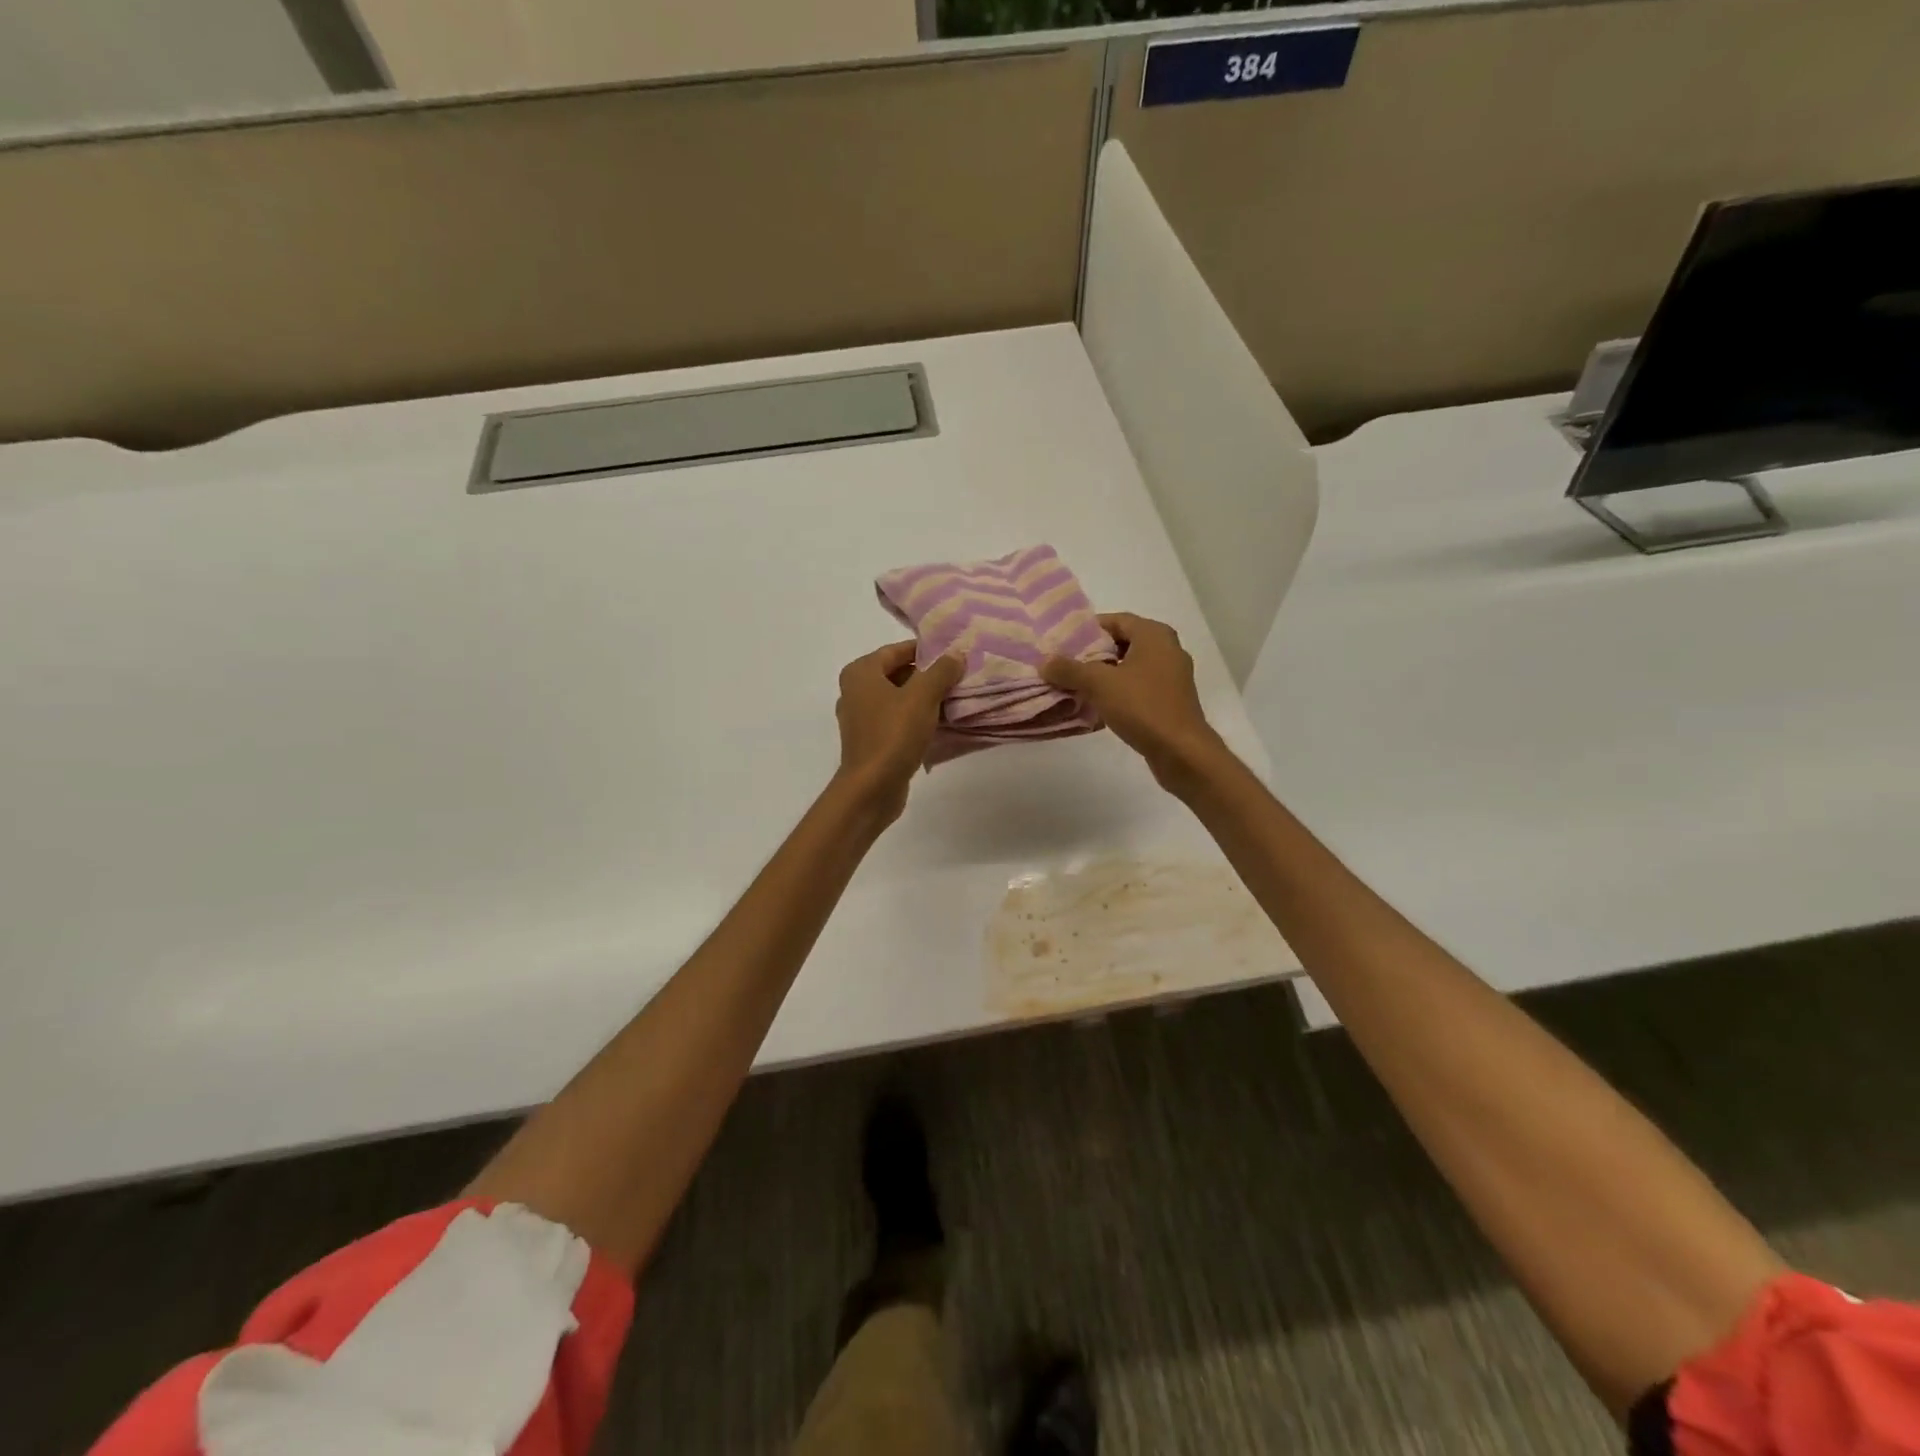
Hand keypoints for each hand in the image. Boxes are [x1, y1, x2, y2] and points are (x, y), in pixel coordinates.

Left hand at [834, 641, 964, 822]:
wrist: (871, 788)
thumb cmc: (893, 735)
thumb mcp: (922, 697)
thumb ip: (941, 671)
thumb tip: (956, 654)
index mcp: (861, 673)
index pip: (897, 650)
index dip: (926, 651)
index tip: (954, 655)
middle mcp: (856, 691)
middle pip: (898, 673)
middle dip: (928, 676)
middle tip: (960, 678)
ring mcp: (862, 718)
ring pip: (899, 699)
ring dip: (925, 699)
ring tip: (956, 700)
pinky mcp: (871, 741)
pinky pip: (897, 720)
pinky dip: (917, 719)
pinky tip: (941, 725)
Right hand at [1042, 613, 1225, 790]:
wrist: (1181, 751)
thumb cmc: (1142, 707)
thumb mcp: (1099, 684)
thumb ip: (1070, 669)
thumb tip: (1045, 661)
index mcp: (1154, 635)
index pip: (1116, 620)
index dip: (1088, 629)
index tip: (1063, 642)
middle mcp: (1167, 649)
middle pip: (1123, 643)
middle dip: (1094, 654)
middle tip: (1066, 664)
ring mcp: (1172, 676)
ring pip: (1130, 667)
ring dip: (1105, 675)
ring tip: (1076, 685)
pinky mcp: (1171, 700)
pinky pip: (1139, 687)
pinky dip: (1119, 691)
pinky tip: (1098, 705)